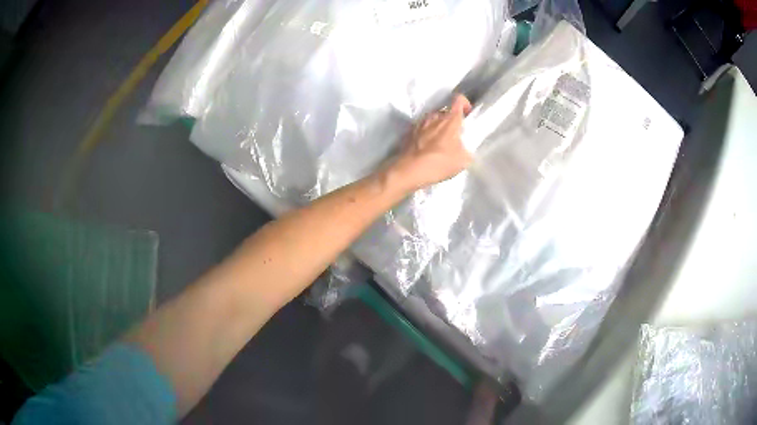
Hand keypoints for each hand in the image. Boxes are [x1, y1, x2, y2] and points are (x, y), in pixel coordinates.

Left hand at [393, 94, 472, 190]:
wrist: (409, 170)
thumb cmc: (439, 163)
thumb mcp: (463, 160)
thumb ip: (467, 149)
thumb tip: (464, 147)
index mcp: (449, 120)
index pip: (458, 100)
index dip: (465, 103)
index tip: (467, 114)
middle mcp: (434, 117)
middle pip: (445, 111)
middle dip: (451, 119)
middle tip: (455, 134)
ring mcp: (420, 123)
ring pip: (433, 118)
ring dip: (438, 125)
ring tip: (440, 141)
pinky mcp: (409, 131)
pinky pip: (422, 127)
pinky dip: (427, 133)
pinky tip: (427, 147)